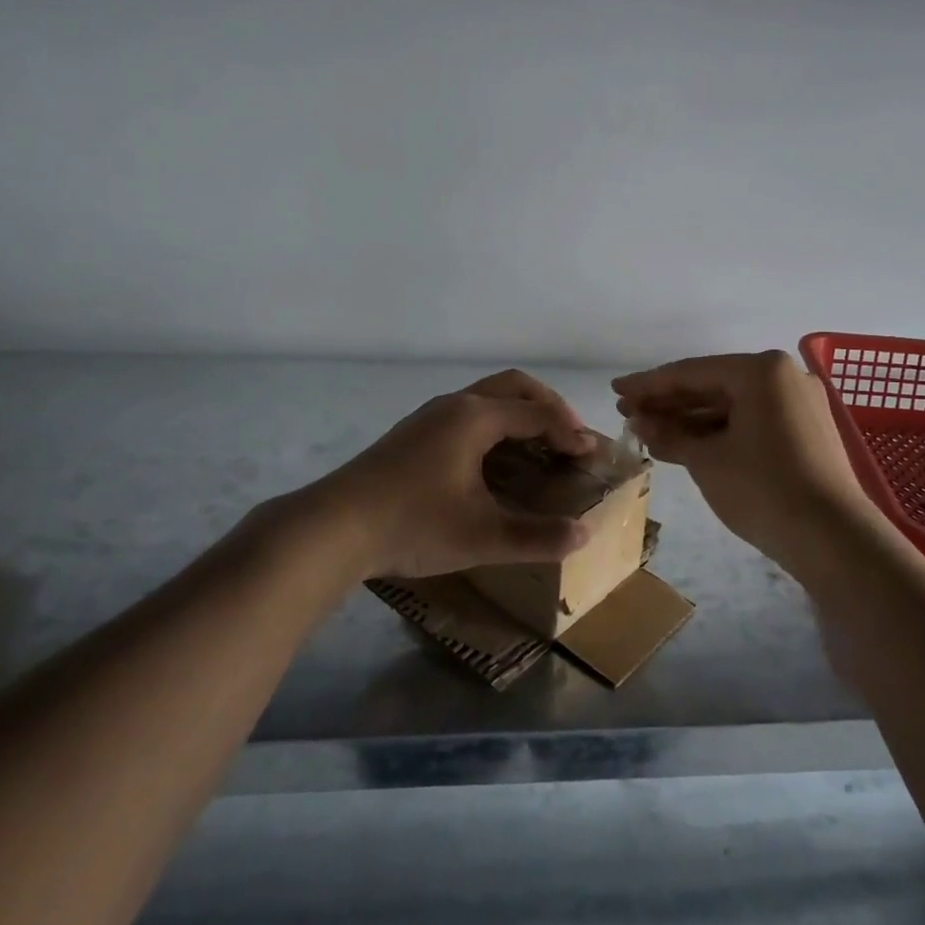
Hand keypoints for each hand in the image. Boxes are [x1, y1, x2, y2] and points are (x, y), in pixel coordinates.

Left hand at [319, 370, 595, 580]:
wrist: (332, 528)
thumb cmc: (413, 524)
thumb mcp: (482, 536)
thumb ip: (536, 537)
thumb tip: (583, 536)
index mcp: (476, 417)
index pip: (538, 413)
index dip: (571, 432)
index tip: (592, 455)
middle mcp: (455, 405)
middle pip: (514, 386)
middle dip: (548, 407)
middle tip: (569, 438)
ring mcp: (429, 417)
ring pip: (487, 397)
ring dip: (519, 413)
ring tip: (537, 447)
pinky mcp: (412, 433)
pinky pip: (468, 413)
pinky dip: (495, 424)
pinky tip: (492, 461)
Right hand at [613, 351, 875, 572]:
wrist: (833, 539)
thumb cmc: (762, 488)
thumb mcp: (706, 460)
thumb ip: (669, 434)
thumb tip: (639, 422)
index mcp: (761, 370)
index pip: (692, 372)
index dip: (649, 384)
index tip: (616, 389)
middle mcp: (784, 376)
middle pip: (713, 386)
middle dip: (669, 403)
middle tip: (628, 413)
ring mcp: (799, 404)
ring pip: (733, 406)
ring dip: (692, 420)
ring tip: (650, 433)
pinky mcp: (806, 432)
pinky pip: (752, 422)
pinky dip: (720, 433)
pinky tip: (686, 446)